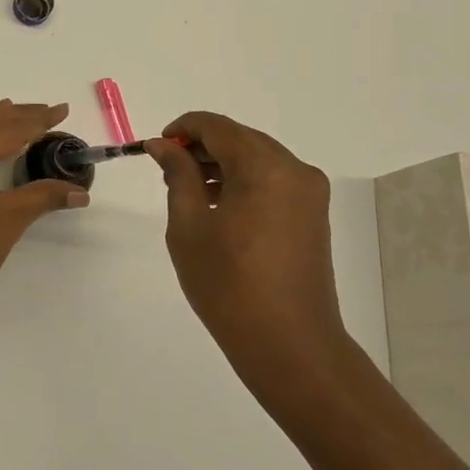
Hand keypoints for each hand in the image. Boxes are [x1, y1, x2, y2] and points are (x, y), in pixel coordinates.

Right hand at [146, 112, 348, 367]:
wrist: (287, 342)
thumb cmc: (227, 283)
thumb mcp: (189, 225)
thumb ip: (177, 174)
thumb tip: (164, 144)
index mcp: (264, 167)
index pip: (217, 126)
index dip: (182, 129)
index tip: (156, 148)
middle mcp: (294, 169)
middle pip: (240, 138)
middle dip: (202, 146)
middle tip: (168, 170)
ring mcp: (309, 192)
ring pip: (258, 158)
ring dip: (223, 163)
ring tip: (190, 190)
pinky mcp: (313, 214)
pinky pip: (273, 180)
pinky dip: (244, 181)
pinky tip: (220, 206)